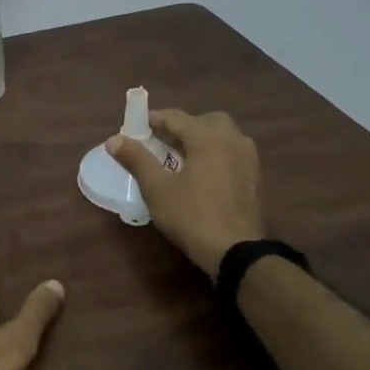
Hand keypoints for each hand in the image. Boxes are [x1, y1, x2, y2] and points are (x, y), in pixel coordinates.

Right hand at [107, 108, 265, 276]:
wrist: (236, 251)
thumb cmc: (191, 216)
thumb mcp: (157, 188)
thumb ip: (136, 159)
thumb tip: (114, 139)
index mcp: (208, 138)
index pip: (177, 117)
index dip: (154, 119)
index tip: (136, 125)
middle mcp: (233, 140)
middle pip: (207, 121)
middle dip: (184, 126)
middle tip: (163, 141)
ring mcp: (249, 159)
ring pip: (224, 136)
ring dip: (202, 139)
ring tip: (181, 158)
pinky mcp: (255, 178)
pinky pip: (232, 153)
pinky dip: (216, 154)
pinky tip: (201, 174)